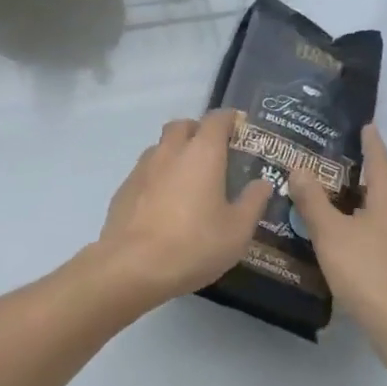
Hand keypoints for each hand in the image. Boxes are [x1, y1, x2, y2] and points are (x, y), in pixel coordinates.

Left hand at [93, 111, 270, 307]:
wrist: (132, 266)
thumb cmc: (194, 245)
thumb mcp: (237, 230)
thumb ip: (253, 202)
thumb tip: (262, 183)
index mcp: (202, 153)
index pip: (216, 119)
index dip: (229, 119)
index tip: (239, 127)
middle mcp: (170, 151)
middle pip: (183, 126)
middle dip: (198, 131)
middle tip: (213, 152)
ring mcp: (142, 168)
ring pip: (160, 147)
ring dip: (175, 152)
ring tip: (189, 178)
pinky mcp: (124, 189)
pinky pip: (145, 171)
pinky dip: (158, 176)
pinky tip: (164, 202)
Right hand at [288, 124, 386, 349]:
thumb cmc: (367, 271)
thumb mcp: (331, 233)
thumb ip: (313, 201)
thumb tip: (299, 168)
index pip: (381, 164)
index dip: (372, 144)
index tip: (367, 126)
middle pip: (382, 191)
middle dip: (360, 180)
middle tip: (332, 170)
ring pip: (381, 218)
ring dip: (359, 209)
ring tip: (331, 208)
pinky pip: (381, 241)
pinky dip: (362, 234)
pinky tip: (344, 246)